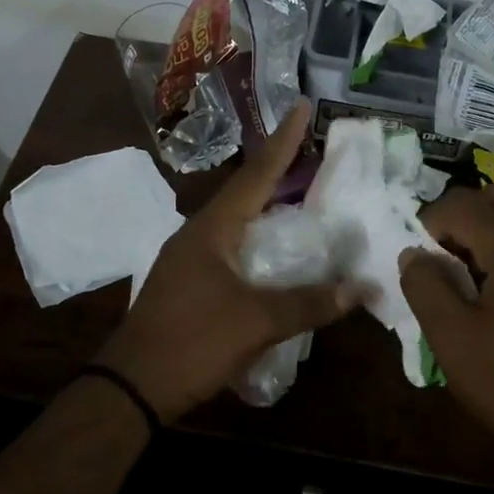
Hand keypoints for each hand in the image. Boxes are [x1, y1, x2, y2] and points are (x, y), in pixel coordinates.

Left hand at [97, 102, 359, 422]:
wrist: (132, 386)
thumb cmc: (191, 343)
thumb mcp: (256, 322)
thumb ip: (309, 303)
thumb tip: (362, 288)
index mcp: (212, 229)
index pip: (256, 175)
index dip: (283, 142)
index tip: (302, 106)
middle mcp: (199, 234)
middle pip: (246, 192)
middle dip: (279, 170)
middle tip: (314, 150)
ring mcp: (190, 258)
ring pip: (238, 222)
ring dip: (269, 207)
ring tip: (303, 195)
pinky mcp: (190, 283)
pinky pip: (232, 248)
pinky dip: (260, 241)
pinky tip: (277, 253)